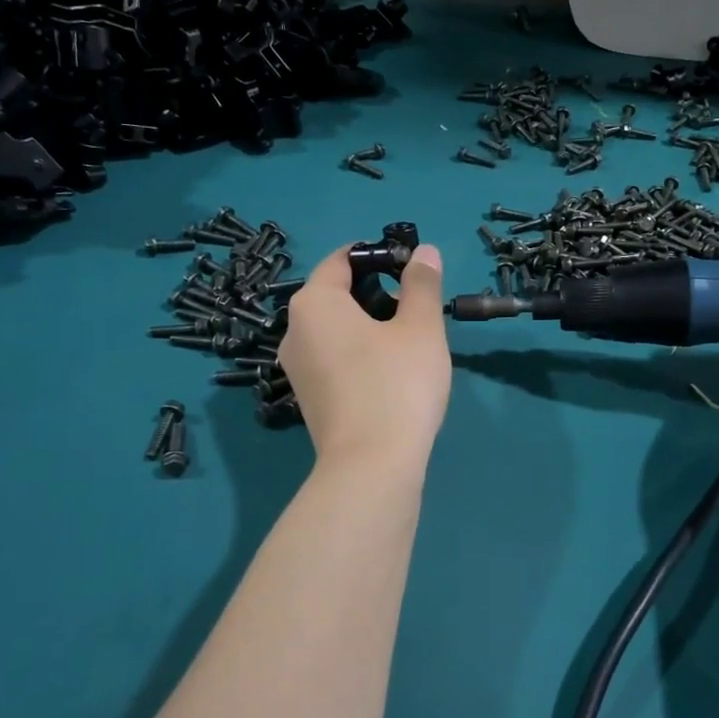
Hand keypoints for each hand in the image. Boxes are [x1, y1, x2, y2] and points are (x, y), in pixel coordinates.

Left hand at [280, 241, 451, 471]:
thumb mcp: (420, 327)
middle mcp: (294, 330)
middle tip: (416, 308)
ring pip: (335, 330)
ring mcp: (296, 368)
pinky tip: (389, 373)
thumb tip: (424, 252)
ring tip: (408, 341)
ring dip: (369, 326)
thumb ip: (422, 284)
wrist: (371, 466)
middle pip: (336, 295)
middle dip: (376, 293)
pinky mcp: (307, 398)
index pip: (342, 260)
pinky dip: (359, 354)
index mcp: (315, 303)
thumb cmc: (397, 384)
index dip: (378, 256)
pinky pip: (333, 359)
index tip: (411, 269)